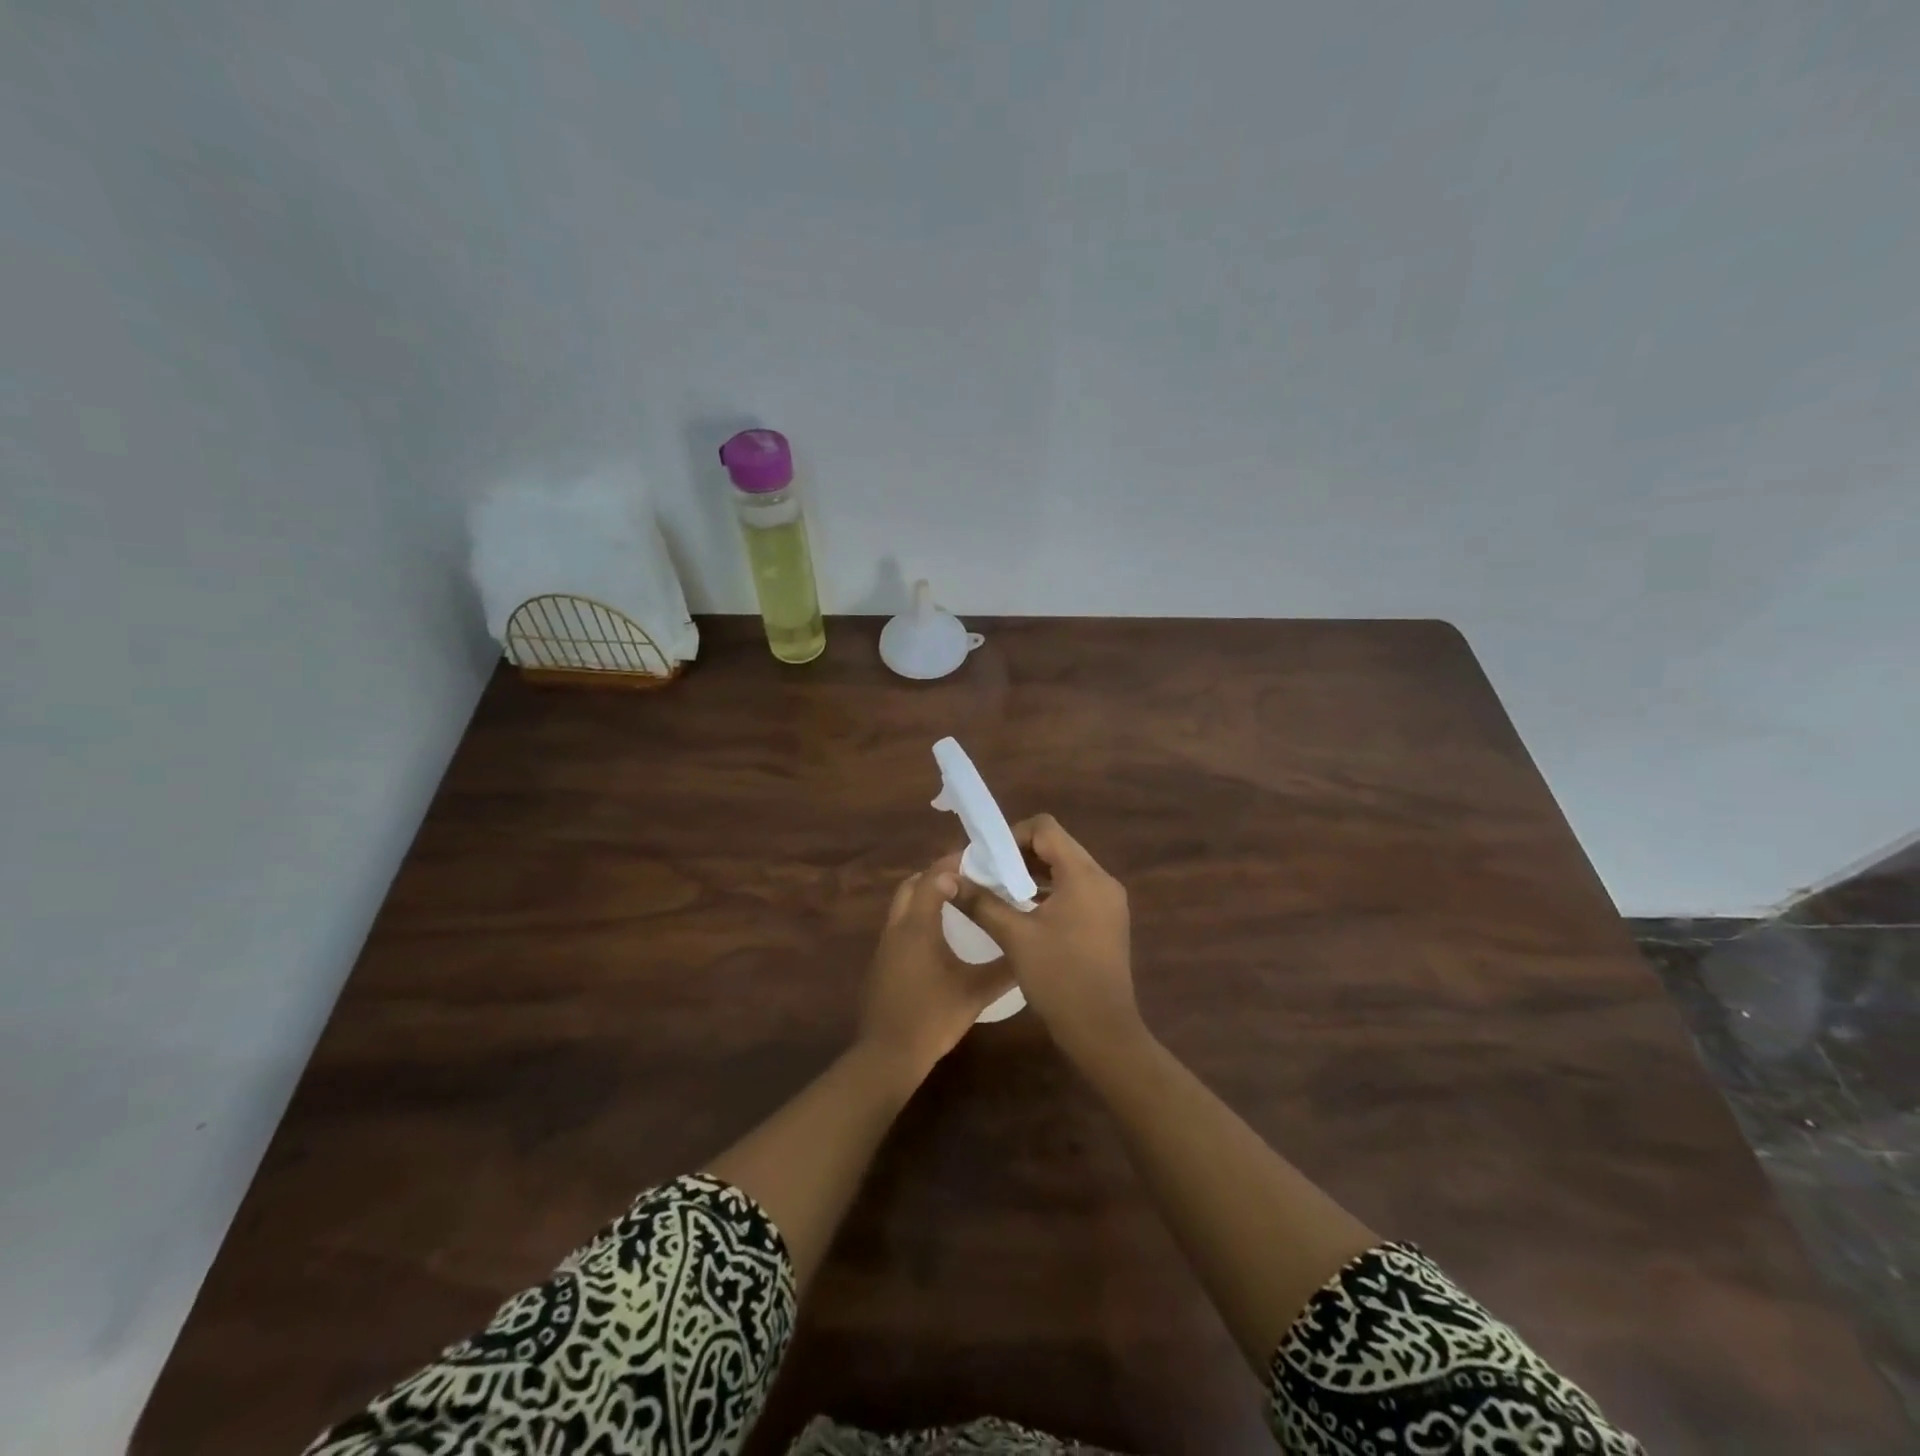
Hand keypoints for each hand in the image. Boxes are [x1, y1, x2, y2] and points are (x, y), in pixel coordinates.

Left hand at [857, 854, 1016, 1087]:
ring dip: (926, 895)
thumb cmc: (932, 1018)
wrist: (888, 1055)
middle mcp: (897, 927)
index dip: (954, 864)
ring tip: (960, 901)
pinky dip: (919, 917)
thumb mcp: (975, 992)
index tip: (980, 861)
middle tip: (969, 878)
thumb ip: (1004, 968)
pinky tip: (941, 935)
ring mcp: (885, 945)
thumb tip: (1029, 949)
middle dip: (936, 875)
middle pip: (912, 885)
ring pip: (903, 905)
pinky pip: (900, 925)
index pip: (933, 878)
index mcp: (917, 926)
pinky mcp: (882, 962)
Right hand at [953, 814, 1141, 1069]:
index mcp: (1084, 875)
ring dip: (1034, 873)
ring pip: (1067, 869)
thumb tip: (949, 879)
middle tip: (989, 874)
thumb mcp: (1015, 937)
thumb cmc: (1059, 978)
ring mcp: (1109, 901)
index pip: (1046, 829)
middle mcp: (1102, 880)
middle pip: (1058, 846)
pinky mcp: (1108, 921)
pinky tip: (1026, 912)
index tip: (988, 858)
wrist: (1103, 1031)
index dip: (1013, 835)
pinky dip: (1050, 891)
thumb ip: (981, 903)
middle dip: (1020, 855)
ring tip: (1002, 891)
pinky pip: (1076, 890)